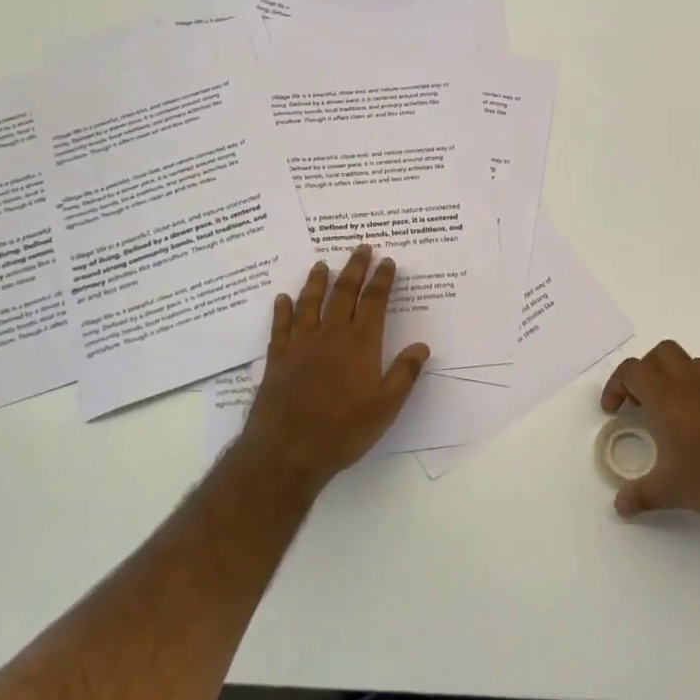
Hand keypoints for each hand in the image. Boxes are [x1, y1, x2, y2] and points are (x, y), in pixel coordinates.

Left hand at [237, 246, 430, 488]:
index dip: (382, 280)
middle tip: (361, 248)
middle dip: (355, 268)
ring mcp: (300, 344)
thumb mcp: (386, 407)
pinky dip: (282, 310)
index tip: (388, 261)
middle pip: (344, 293)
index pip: (374, 302)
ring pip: (310, 303)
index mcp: (360, 344)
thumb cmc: (343, 430)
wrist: (288, 450)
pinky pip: (280, 326)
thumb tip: (422, 346)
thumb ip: (404, 374)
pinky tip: (282, 298)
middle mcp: (330, 335)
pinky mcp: (278, 358)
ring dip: (317, 281)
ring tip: (322, 263)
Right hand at [601, 340, 699, 532]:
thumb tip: (620, 506)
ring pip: (689, 362)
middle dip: (644, 371)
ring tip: (668, 409)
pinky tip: (698, 424)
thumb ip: (641, 495)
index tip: (614, 410)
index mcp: (667, 396)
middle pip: (661, 354)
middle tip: (639, 402)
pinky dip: (697, 389)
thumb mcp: (672, 491)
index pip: (632, 371)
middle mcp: (692, 383)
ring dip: (672, 375)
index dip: (616, 385)